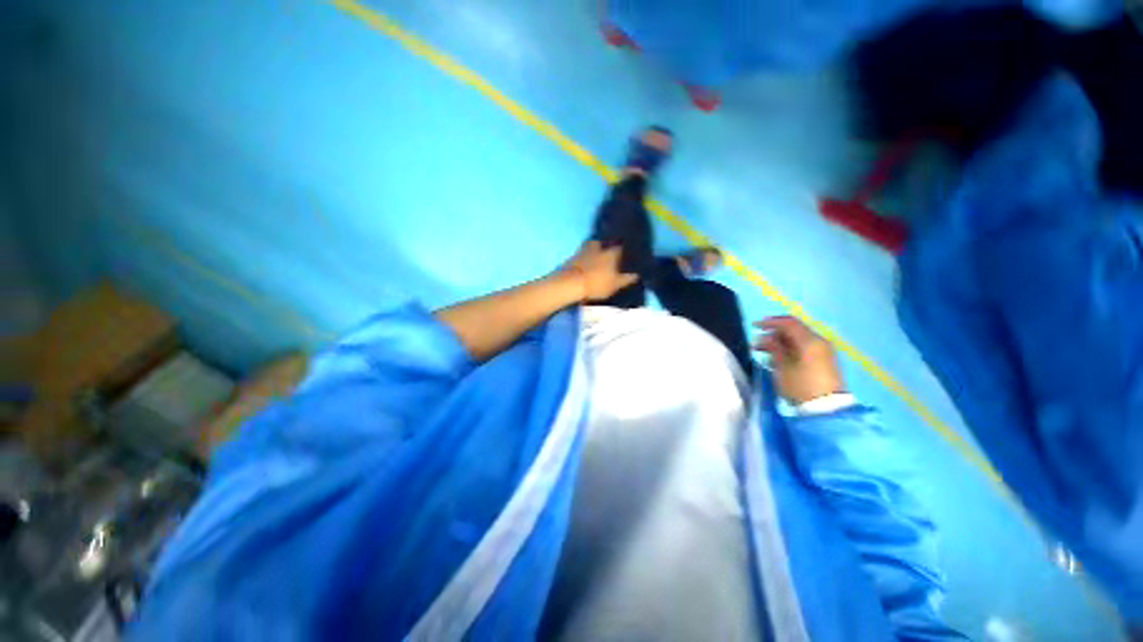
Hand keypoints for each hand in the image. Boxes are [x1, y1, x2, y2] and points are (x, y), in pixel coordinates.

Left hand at [558, 241, 639, 301]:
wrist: (571, 283)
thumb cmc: (597, 283)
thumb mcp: (615, 285)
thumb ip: (626, 279)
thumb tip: (637, 274)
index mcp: (612, 252)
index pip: (621, 246)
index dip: (624, 249)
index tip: (626, 252)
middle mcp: (600, 246)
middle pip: (606, 244)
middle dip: (608, 247)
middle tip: (611, 253)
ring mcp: (585, 249)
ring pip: (594, 246)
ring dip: (596, 249)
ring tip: (598, 256)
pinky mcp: (574, 255)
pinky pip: (583, 253)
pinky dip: (586, 256)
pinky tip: (587, 261)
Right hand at [753, 316, 845, 403]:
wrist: (826, 410)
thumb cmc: (801, 385)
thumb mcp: (782, 366)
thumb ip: (774, 348)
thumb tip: (766, 337)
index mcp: (810, 341)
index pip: (789, 322)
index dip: (770, 322)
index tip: (754, 326)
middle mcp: (819, 342)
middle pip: (793, 331)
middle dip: (773, 334)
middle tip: (757, 344)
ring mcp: (823, 352)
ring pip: (797, 340)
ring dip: (780, 343)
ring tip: (764, 353)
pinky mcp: (824, 361)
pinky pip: (803, 349)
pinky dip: (789, 350)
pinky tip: (777, 360)